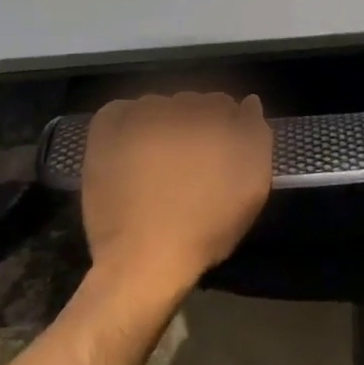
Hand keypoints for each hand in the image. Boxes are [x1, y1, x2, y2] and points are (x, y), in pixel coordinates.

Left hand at [78, 92, 272, 299]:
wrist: (144, 262)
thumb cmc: (206, 228)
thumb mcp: (252, 186)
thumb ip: (257, 137)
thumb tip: (249, 103)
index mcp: (213, 120)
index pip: (222, 103)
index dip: (224, 125)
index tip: (219, 152)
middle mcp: (176, 111)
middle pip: (189, 102)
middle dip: (194, 122)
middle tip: (190, 159)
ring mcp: (137, 121)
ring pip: (156, 105)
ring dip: (162, 121)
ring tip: (160, 156)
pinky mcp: (105, 136)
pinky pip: (118, 110)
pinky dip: (127, 118)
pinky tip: (133, 142)